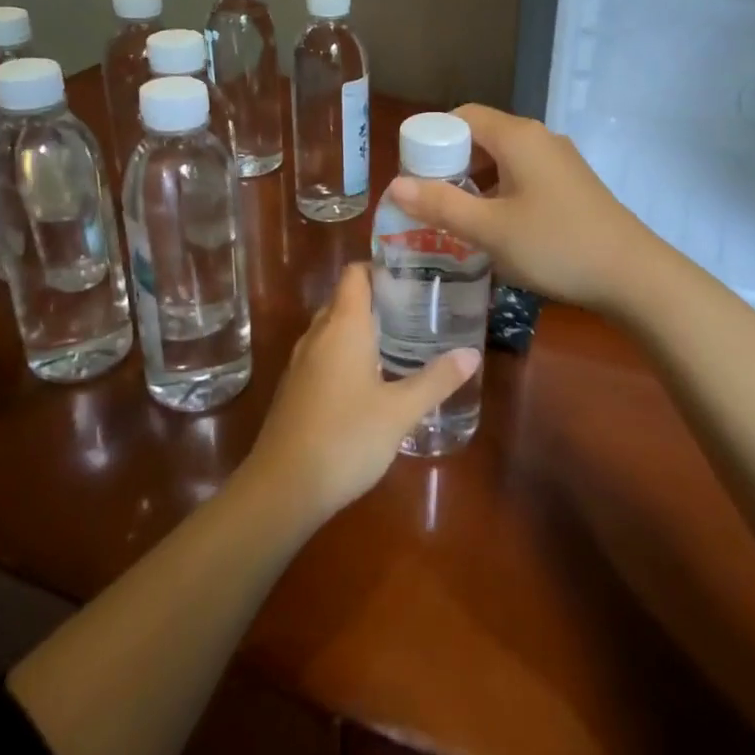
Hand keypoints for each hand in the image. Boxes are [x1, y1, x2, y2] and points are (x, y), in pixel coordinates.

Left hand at [245, 266, 479, 523]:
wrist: (282, 488)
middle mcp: (317, 335)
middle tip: (418, 305)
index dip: (380, 266)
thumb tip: (472, 353)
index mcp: (342, 326)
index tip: (413, 273)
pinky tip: (372, 376)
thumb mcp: (400, 411)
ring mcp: (301, 363)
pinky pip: (323, 353)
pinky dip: (346, 352)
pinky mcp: (295, 389)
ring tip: (401, 337)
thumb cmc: (346, 438)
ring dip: (362, 326)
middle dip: (378, 297)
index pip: (355, 274)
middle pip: (345, 298)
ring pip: (332, 328)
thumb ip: (437, 380)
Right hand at [383, 104, 652, 313]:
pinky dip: (500, 193)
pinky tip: (494, 228)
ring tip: (454, 218)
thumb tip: (395, 185)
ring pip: (503, 160)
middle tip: (427, 201)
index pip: (461, 117)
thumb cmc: (555, 245)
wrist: (632, 274)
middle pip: (482, 137)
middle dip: (450, 165)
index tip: (412, 174)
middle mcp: (540, 138)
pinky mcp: (572, 185)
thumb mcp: (490, 229)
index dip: (431, 140)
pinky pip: (524, 177)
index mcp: (518, 137)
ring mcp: (560, 161)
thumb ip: (441, 205)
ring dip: (475, 183)